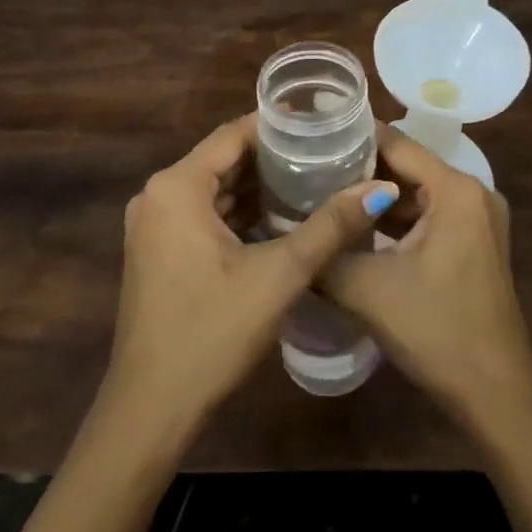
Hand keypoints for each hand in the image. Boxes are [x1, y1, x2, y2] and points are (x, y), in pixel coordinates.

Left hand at [104, 114, 395, 444]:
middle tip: (327, 152)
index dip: (278, 126)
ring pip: (214, 189)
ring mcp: (154, 225)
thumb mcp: (278, 275)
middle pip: (223, 160)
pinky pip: (203, 215)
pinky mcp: (159, 252)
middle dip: (273, 157)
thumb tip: (379, 188)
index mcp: (176, 186)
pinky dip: (238, 213)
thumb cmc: (212, 332)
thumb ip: (330, 227)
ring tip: (313, 179)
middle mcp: (158, 195)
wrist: (152, 409)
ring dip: (257, 188)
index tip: (322, 123)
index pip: (233, 135)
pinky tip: (280, 219)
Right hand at [323, 124, 531, 434]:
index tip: (309, 136)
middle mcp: (473, 192)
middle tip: (307, 166)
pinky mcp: (474, 242)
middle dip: (359, 167)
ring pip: (416, 190)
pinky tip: (356, 225)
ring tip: (323, 191)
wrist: (495, 396)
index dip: (351, 137)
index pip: (395, 143)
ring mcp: (477, 218)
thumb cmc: (435, 330)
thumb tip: (279, 227)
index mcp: (455, 189)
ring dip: (375, 194)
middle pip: (406, 164)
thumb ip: (324, 250)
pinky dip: (395, 217)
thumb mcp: (367, 288)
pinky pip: (429, 213)